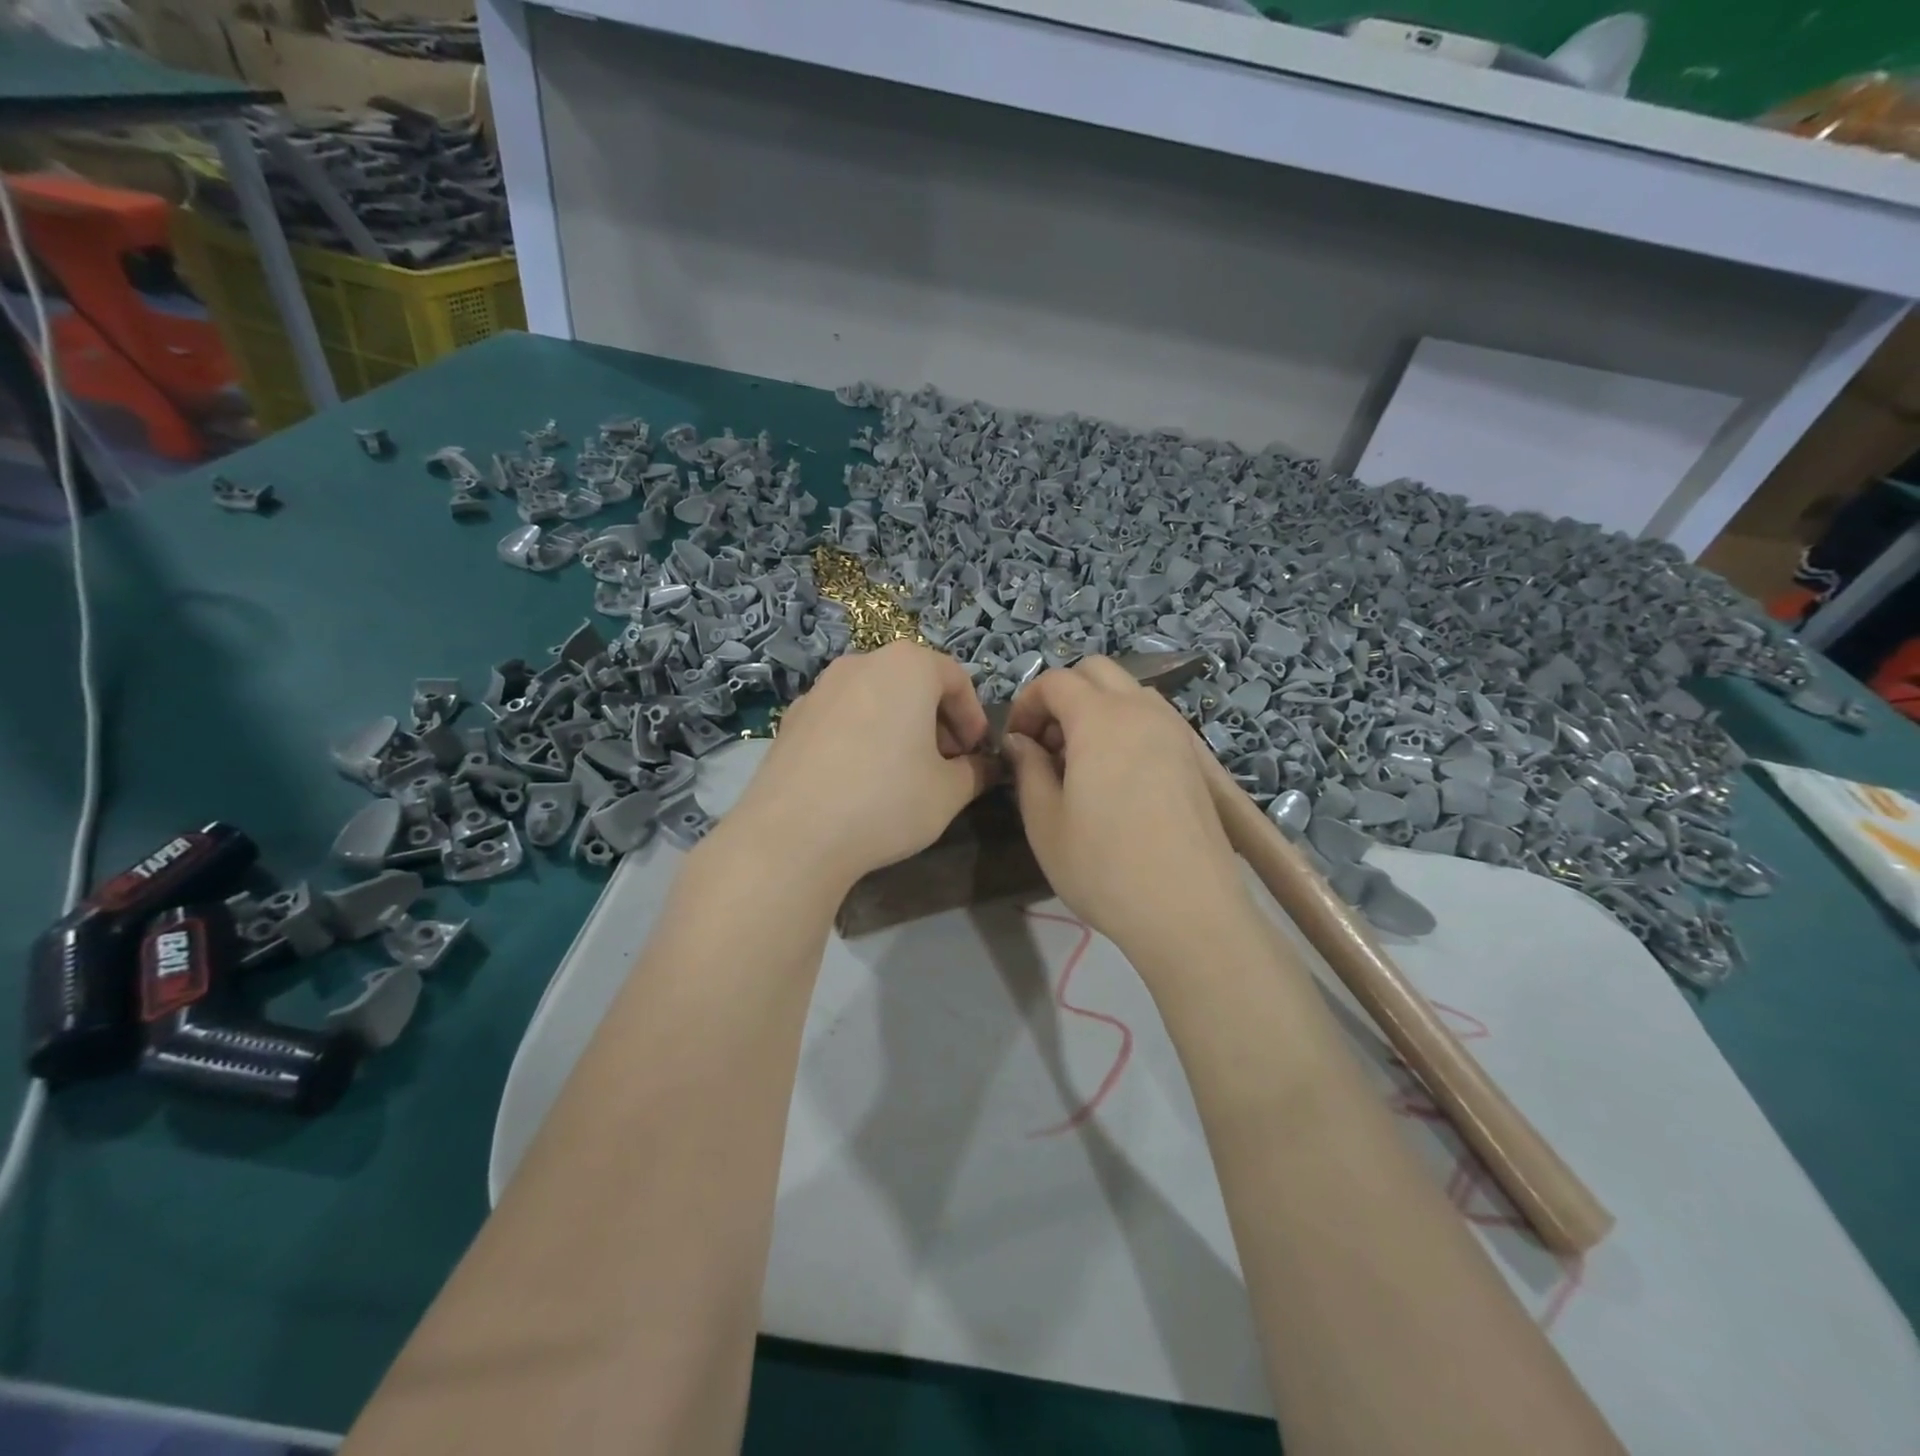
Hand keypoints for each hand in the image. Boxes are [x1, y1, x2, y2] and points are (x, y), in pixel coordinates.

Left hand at [721, 641, 993, 893]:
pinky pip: (842, 716)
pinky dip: (862, 735)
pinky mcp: (792, 718)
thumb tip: (988, 767)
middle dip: (937, 720)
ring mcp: (820, 688)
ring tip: (903, 771)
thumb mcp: (949, 792)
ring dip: (899, 726)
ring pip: (876, 697)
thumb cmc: (886, 801)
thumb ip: (977, 772)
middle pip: (913, 682)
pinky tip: (860, 778)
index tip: (976, 754)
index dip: (973, 717)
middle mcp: (861, 663)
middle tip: (946, 763)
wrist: (793, 835)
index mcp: (907, 666)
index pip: (956, 678)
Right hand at [1003, 658, 1244, 960]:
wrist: (1189, 911)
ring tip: (1081, 761)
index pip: (1055, 681)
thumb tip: (1021, 741)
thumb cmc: (1104, 867)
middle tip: (1047, 744)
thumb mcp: (1045, 821)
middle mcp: (1142, 711)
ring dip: (1096, 708)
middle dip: (1062, 695)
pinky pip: (1152, 718)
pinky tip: (1116, 776)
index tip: (1015, 743)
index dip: (1026, 704)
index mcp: (1101, 719)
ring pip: (1129, 692)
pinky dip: (1125, 726)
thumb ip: (1028, 769)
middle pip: (1096, 672)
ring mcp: (1175, 731)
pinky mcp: (1194, 757)